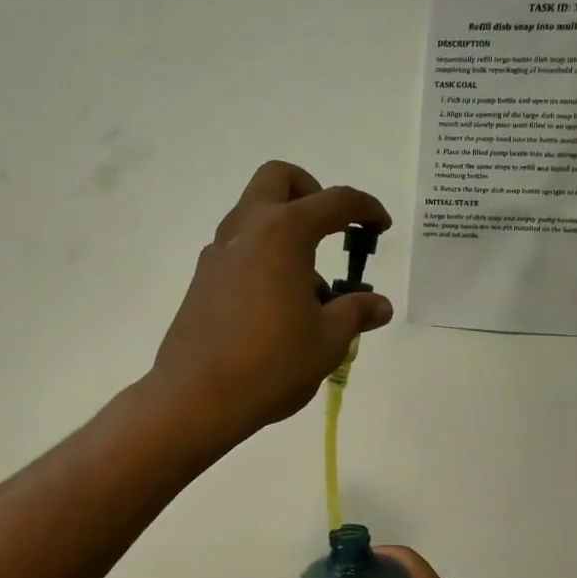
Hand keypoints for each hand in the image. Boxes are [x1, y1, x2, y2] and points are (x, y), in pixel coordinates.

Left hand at [151, 161, 392, 443]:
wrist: (196, 398)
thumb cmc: (271, 364)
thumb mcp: (327, 341)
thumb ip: (355, 313)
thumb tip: (379, 305)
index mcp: (283, 233)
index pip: (334, 201)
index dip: (365, 208)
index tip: (380, 227)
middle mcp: (246, 230)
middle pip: (278, 179)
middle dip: (310, 191)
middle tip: (330, 229)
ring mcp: (218, 253)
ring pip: (254, 216)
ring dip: (286, 233)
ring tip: (309, 294)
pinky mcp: (201, 279)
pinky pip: (239, 250)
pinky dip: (263, 258)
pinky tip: (276, 308)